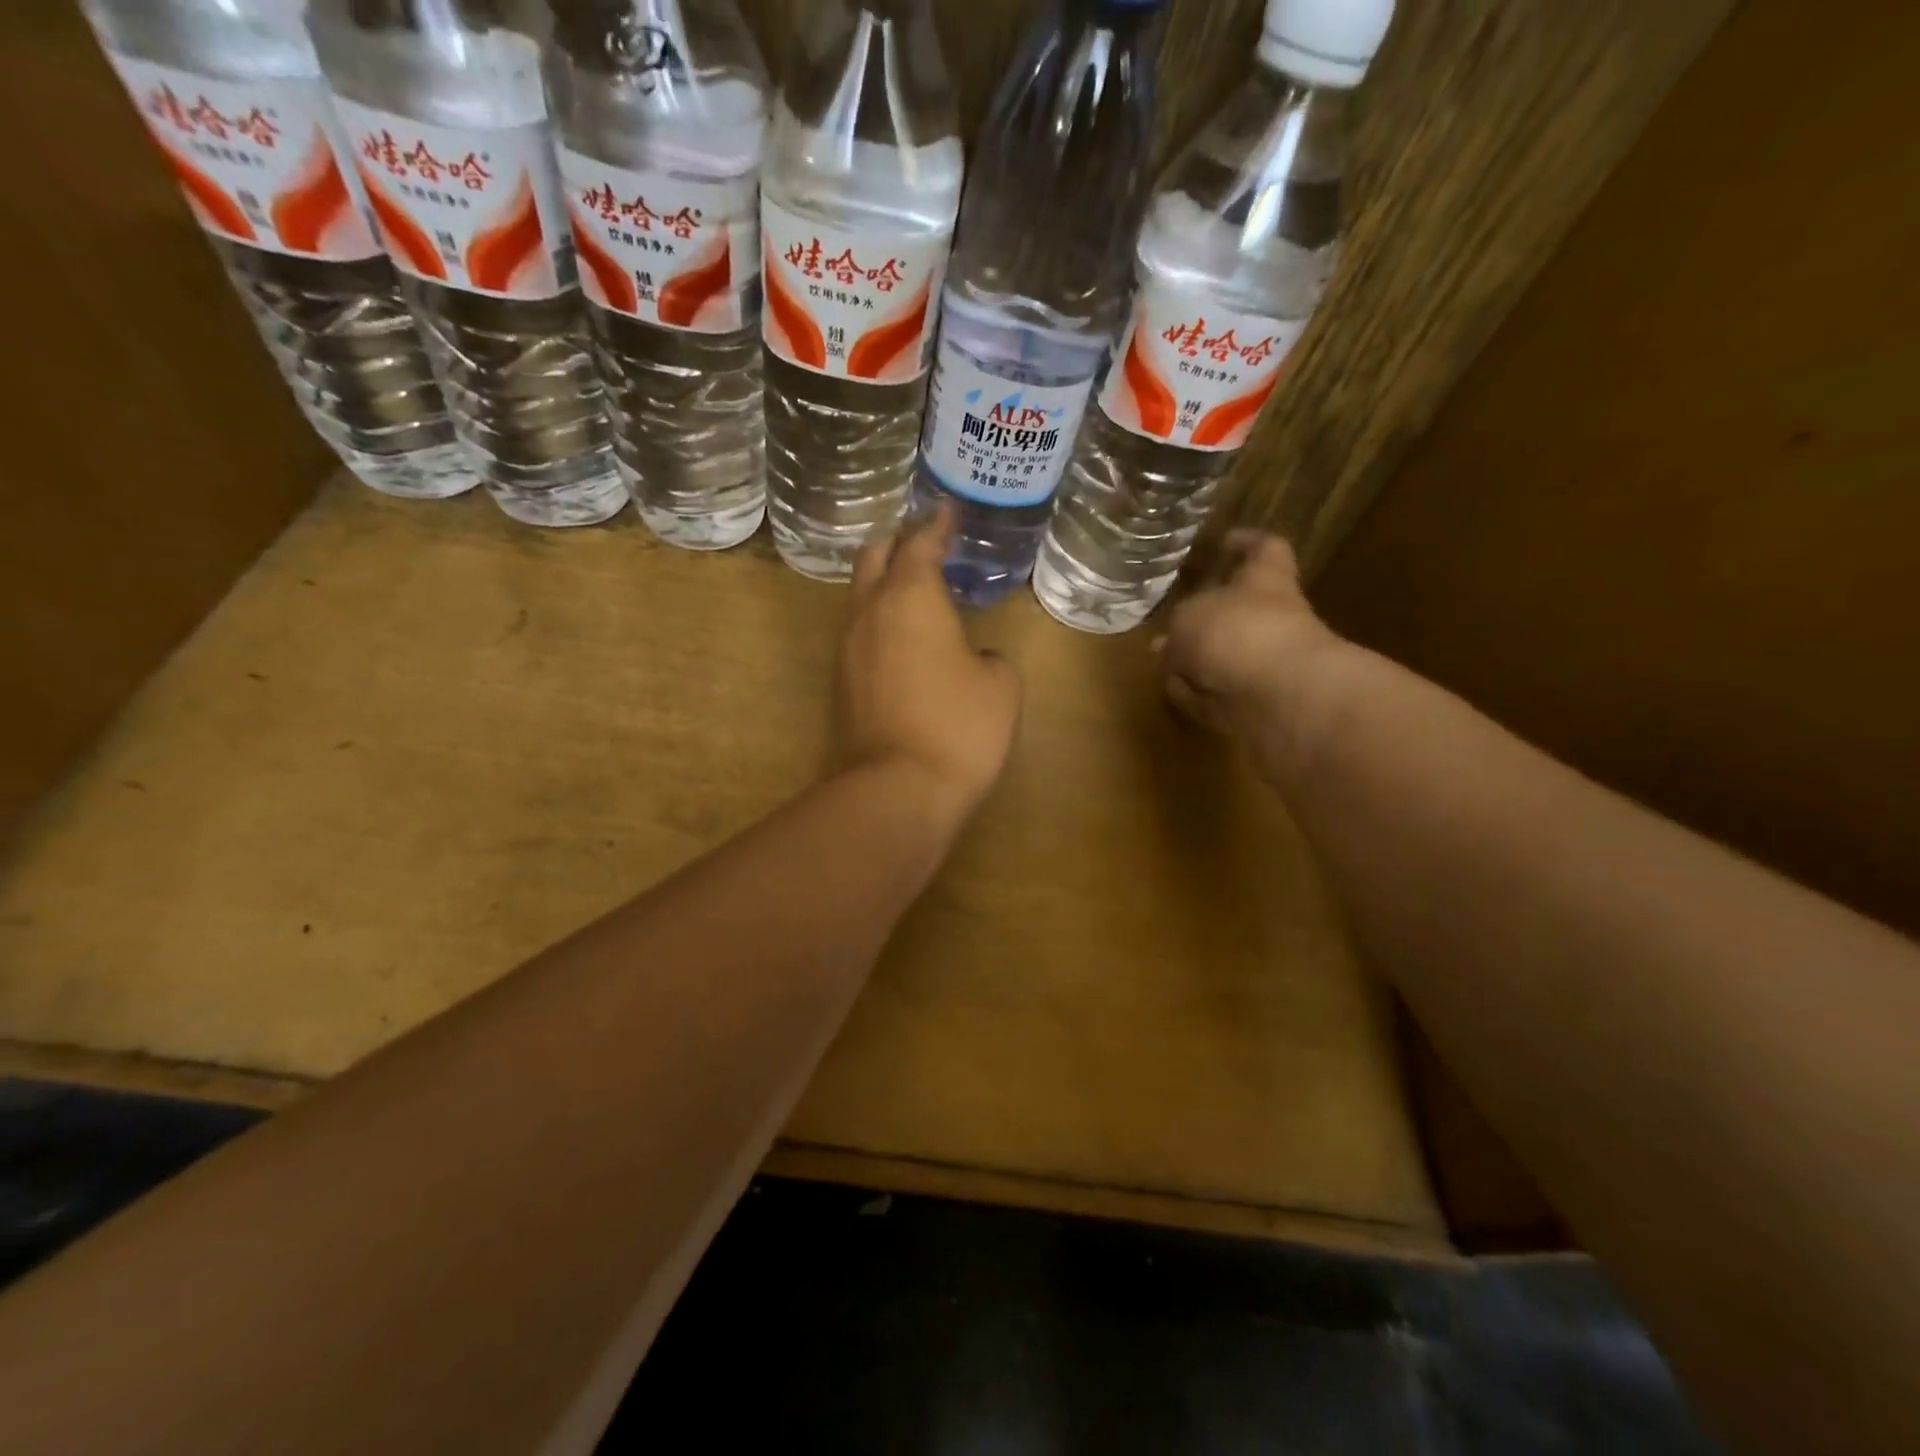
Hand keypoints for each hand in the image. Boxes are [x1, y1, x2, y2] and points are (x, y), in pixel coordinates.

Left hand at [837, 504, 1022, 823]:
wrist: (897, 790)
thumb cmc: (959, 727)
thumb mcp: (1000, 685)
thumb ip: (989, 656)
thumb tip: (972, 657)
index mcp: (911, 598)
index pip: (920, 544)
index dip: (936, 524)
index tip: (946, 510)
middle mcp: (870, 612)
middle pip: (874, 557)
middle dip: (898, 542)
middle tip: (924, 542)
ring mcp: (848, 648)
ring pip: (861, 596)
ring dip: (885, 584)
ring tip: (916, 590)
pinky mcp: (842, 683)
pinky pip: (861, 633)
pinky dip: (881, 621)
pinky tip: (904, 638)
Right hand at [1160, 531, 1350, 775]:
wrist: (1279, 698)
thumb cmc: (1236, 634)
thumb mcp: (1187, 620)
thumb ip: (1175, 630)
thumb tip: (1166, 647)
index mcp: (1265, 581)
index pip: (1263, 549)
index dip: (1245, 543)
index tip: (1223, 542)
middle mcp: (1271, 618)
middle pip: (1240, 609)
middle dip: (1205, 618)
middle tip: (1171, 623)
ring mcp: (1268, 663)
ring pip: (1228, 655)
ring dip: (1200, 661)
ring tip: (1164, 663)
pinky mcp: (1258, 702)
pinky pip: (1222, 693)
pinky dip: (1200, 694)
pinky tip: (1177, 693)